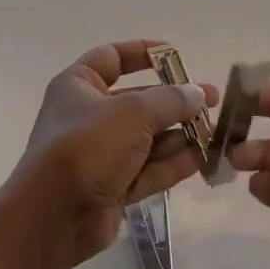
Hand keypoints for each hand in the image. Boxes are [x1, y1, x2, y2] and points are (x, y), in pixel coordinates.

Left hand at [8, 40, 219, 268]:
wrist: (53, 216)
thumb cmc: (88, 147)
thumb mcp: (133, 113)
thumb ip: (171, 100)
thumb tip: (198, 93)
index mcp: (79, 86)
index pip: (112, 57)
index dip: (144, 52)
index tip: (177, 55)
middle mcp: (88, 116)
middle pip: (138, 101)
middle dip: (175, 101)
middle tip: (212, 101)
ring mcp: (100, 154)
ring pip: (147, 138)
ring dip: (180, 134)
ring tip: (216, 131)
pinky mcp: (112, 187)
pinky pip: (148, 169)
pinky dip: (174, 163)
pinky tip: (205, 158)